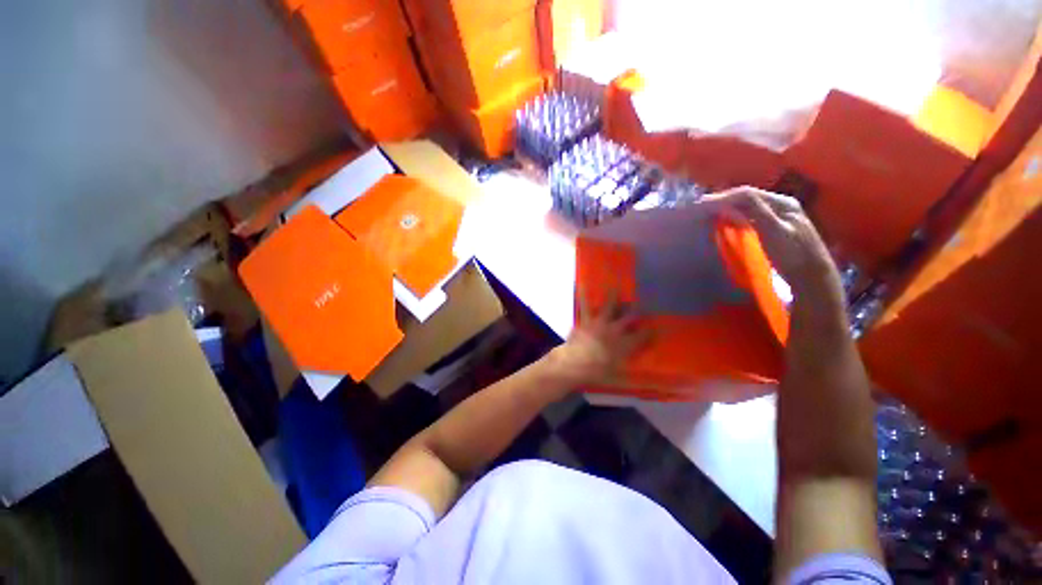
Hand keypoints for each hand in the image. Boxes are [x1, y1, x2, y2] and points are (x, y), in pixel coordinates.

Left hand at [547, 293, 651, 386]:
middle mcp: (615, 330)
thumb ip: (638, 380)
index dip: (650, 332)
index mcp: (625, 344)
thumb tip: (657, 385)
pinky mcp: (586, 320)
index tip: (657, 327)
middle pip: (629, 318)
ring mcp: (599, 323)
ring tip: (616, 286)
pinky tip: (582, 284)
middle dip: (637, 312)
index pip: (643, 336)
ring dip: (614, 297)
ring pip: (610, 307)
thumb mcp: (619, 379)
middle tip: (642, 304)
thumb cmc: (597, 374)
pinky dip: (584, 295)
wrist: (573, 364)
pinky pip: (585, 305)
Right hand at [701, 186, 840, 297]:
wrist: (812, 277)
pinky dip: (734, 216)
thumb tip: (725, 206)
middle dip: (723, 201)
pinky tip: (725, 221)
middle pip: (747, 197)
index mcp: (782, 203)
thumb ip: (753, 214)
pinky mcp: (774, 227)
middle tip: (700, 208)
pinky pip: (749, 216)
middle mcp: (781, 204)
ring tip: (708, 213)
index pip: (746, 194)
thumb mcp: (774, 232)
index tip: (701, 205)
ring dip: (727, 208)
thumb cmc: (794, 256)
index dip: (722, 198)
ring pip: (747, 206)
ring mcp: (778, 216)